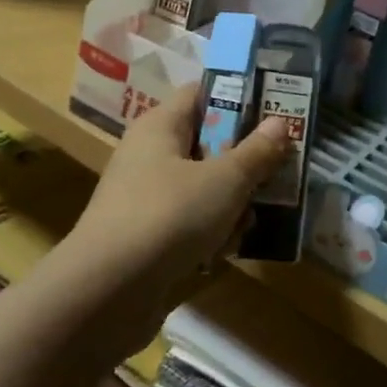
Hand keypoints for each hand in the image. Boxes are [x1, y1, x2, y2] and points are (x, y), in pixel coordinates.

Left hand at [59, 86, 287, 344]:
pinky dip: (210, 233)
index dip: (238, 98)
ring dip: (231, 204)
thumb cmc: (169, 216)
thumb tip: (279, 122)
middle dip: (244, 161)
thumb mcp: (224, 180)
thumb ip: (255, 152)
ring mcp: (146, 198)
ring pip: (202, 187)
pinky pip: (189, 223)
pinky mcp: (148, 237)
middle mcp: (150, 155)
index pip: (201, 93)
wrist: (107, 292)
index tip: (275, 113)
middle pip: (207, 143)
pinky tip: (225, 252)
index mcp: (160, 126)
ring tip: (251, 222)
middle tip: (279, 174)